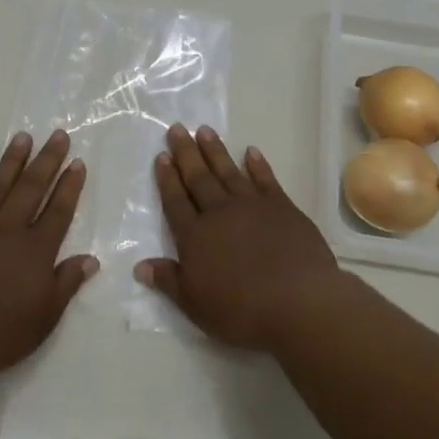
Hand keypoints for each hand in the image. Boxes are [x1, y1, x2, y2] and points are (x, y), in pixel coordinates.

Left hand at [0, 131, 97, 375]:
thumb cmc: (0, 333)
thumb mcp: (46, 316)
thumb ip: (67, 283)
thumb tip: (91, 258)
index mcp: (35, 250)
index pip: (58, 211)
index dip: (69, 186)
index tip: (77, 162)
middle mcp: (8, 230)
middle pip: (32, 189)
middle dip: (47, 160)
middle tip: (57, 134)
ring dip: (10, 161)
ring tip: (22, 137)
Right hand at [134, 124, 345, 352]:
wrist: (298, 301)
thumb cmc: (241, 309)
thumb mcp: (195, 304)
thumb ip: (168, 281)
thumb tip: (140, 266)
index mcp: (195, 236)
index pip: (175, 201)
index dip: (167, 179)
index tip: (162, 156)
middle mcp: (219, 213)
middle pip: (198, 178)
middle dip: (186, 153)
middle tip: (177, 128)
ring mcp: (252, 206)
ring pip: (228, 172)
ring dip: (215, 150)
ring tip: (204, 130)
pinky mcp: (282, 207)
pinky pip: (265, 179)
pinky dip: (257, 165)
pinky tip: (251, 152)